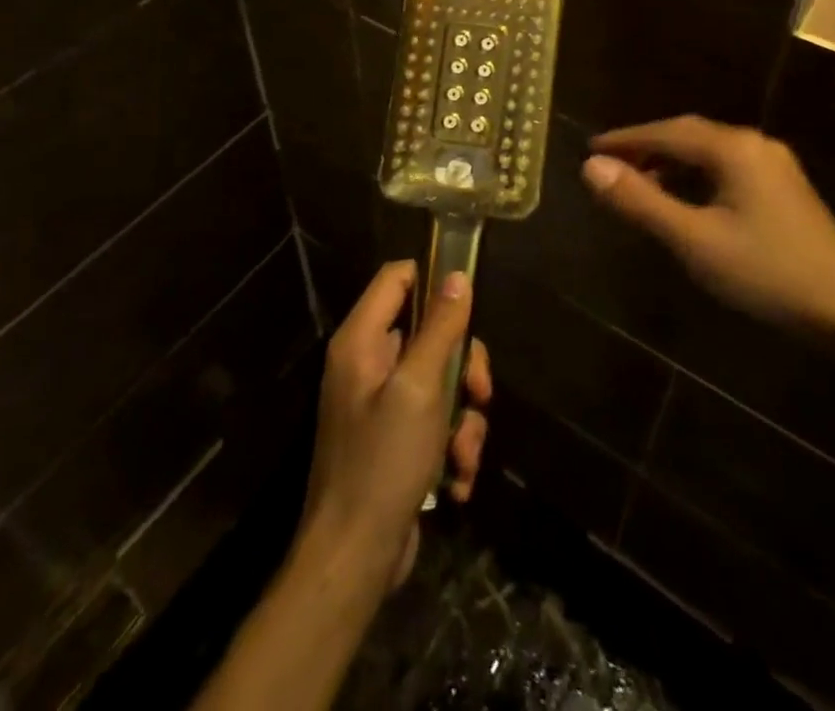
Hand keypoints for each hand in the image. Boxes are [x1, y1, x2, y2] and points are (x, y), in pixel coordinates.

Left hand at [296, 261, 492, 593]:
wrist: (354, 559)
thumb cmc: (382, 462)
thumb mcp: (420, 389)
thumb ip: (440, 329)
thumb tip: (457, 276)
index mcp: (362, 340)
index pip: (398, 277)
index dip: (434, 281)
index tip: (470, 305)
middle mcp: (368, 363)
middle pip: (429, 332)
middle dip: (462, 366)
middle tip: (479, 393)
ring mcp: (381, 404)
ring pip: (440, 381)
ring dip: (463, 418)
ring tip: (463, 456)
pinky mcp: (395, 441)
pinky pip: (435, 421)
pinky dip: (452, 446)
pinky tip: (456, 480)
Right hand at [583, 116, 834, 335]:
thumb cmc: (767, 272)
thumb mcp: (694, 239)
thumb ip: (641, 201)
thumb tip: (591, 168)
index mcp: (732, 148)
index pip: (665, 132)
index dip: (625, 139)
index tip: (591, 149)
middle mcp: (754, 144)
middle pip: (687, 134)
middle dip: (646, 146)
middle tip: (610, 164)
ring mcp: (774, 165)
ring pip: (708, 151)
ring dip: (670, 160)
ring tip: (638, 181)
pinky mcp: (784, 188)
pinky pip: (726, 167)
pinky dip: (695, 174)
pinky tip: (685, 197)